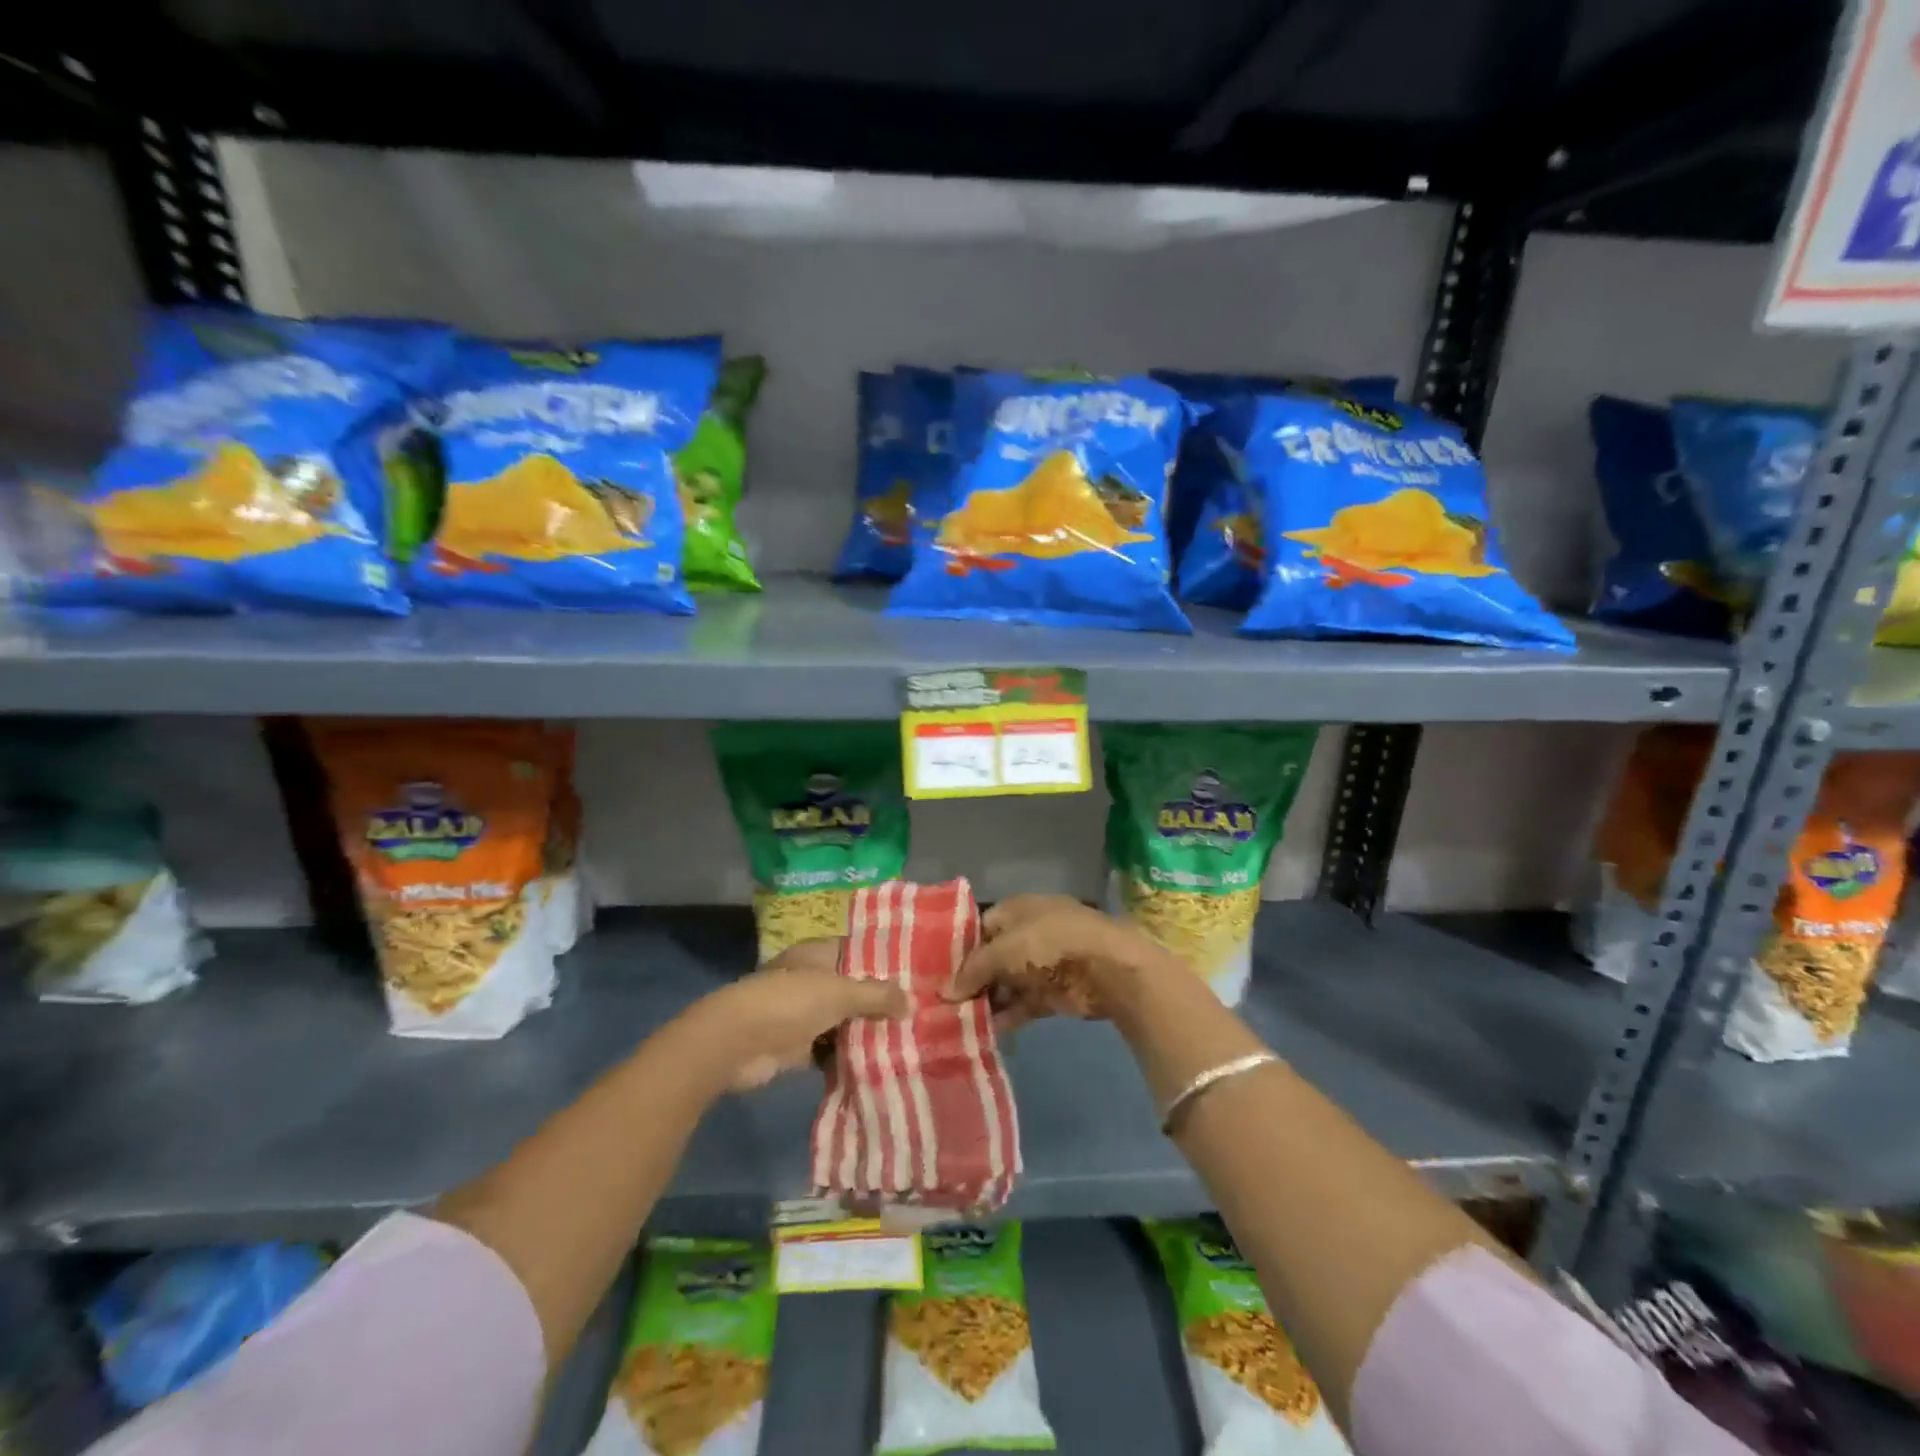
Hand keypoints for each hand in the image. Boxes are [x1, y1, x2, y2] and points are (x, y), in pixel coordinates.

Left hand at [695, 940, 908, 1089]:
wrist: (735, 1043)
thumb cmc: (790, 1002)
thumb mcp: (841, 993)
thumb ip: (877, 996)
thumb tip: (912, 1001)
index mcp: (818, 954)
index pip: (858, 951)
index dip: (885, 960)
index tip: (917, 973)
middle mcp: (811, 979)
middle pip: (852, 988)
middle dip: (880, 1002)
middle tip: (919, 1012)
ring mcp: (802, 1013)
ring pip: (843, 1020)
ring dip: (866, 1032)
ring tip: (907, 1040)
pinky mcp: (796, 1046)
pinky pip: (830, 1050)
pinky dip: (848, 1057)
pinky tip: (878, 1065)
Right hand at [944, 895, 1159, 1028]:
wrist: (1106, 968)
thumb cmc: (1049, 943)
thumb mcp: (1004, 949)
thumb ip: (973, 970)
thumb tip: (944, 992)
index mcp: (1016, 910)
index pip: (980, 926)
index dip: (959, 948)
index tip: (935, 972)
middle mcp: (1028, 934)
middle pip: (991, 957)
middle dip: (969, 979)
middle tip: (939, 1003)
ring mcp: (1041, 965)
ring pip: (1005, 984)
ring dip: (985, 1001)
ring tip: (953, 1022)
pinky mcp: (1052, 994)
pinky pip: (1021, 1005)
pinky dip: (1005, 1017)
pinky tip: (981, 1032)